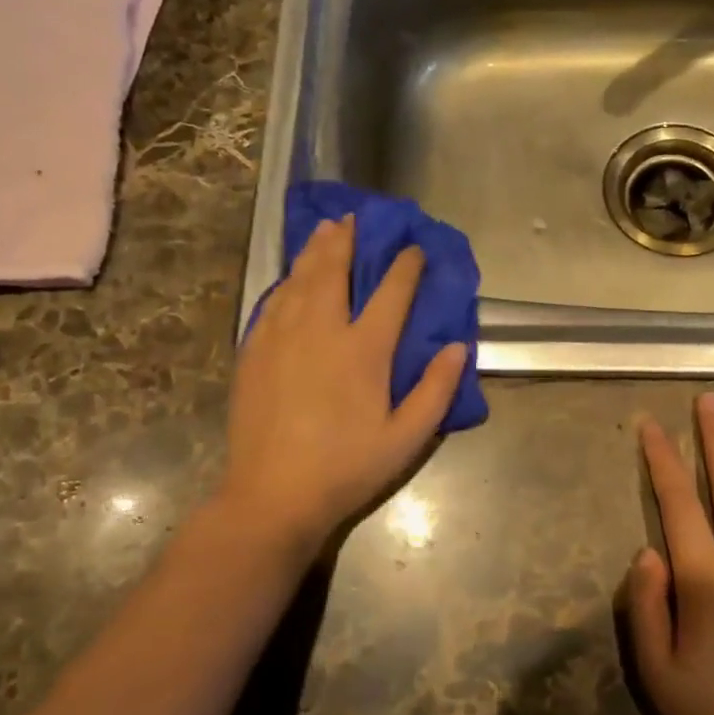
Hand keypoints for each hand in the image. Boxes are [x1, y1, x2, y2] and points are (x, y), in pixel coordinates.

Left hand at [221, 215, 467, 554]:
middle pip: (335, 271)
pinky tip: (291, 277)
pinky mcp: (255, 352)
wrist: (272, 495)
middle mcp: (322, 331)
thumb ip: (436, 390)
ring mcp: (282, 338)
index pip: (391, 293)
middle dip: (347, 240)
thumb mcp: (406, 439)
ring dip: (315, 251)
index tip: (414, 248)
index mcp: (363, 350)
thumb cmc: (347, 468)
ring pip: (300, 279)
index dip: (405, 265)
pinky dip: (287, 281)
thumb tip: (459, 346)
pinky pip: (273, 302)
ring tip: (324, 229)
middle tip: (354, 218)